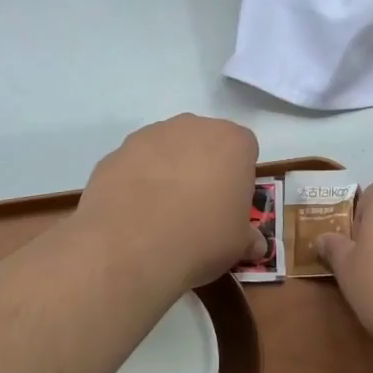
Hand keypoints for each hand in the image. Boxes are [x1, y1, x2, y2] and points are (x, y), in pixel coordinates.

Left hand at [77, 114, 264, 287]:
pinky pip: (136, 164)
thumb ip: (248, 237)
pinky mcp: (117, 152)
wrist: (131, 246)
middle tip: (198, 207)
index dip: (239, 176)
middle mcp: (193, 126)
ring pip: (168, 149)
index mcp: (233, 142)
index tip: (231, 204)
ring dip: (169, 171)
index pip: (245, 149)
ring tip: (162, 213)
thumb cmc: (202, 238)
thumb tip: (255, 245)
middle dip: (204, 167)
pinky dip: (137, 181)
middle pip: (205, 142)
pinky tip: (135, 213)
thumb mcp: (238, 245)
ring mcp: (150, 135)